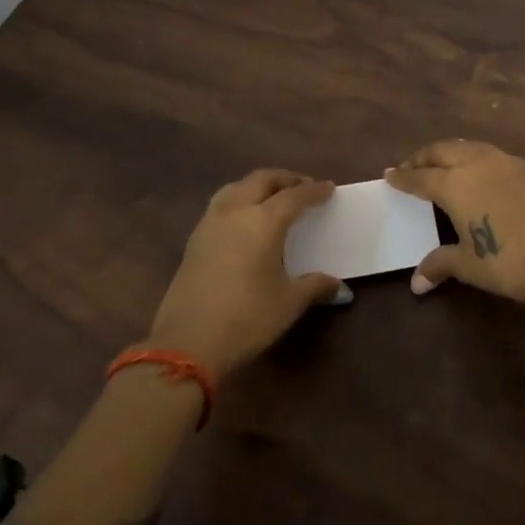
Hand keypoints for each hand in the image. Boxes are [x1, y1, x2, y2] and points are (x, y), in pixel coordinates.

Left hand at [146, 168, 348, 379]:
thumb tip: (338, 286)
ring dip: (257, 186)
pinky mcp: (193, 242)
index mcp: (263, 221)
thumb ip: (314, 286)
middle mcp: (235, 213)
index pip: (294, 196)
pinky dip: (239, 201)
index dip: (314, 191)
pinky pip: (220, 206)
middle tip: (303, 187)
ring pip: (235, 188)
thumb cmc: (247, 318)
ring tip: (272, 198)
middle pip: (261, 180)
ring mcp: (209, 225)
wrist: (187, 345)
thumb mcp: (289, 303)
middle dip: (284, 179)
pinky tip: (246, 222)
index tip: (329, 188)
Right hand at [385, 140, 524, 308]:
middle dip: (424, 157)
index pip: (420, 177)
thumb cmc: (508, 262)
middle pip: (443, 151)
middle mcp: (477, 164)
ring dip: (451, 152)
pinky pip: (491, 154)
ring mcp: (505, 163)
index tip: (389, 175)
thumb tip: (417, 283)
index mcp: (455, 184)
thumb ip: (440, 265)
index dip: (403, 177)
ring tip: (443, 164)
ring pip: (469, 147)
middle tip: (412, 167)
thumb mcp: (468, 265)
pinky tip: (479, 172)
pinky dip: (475, 157)